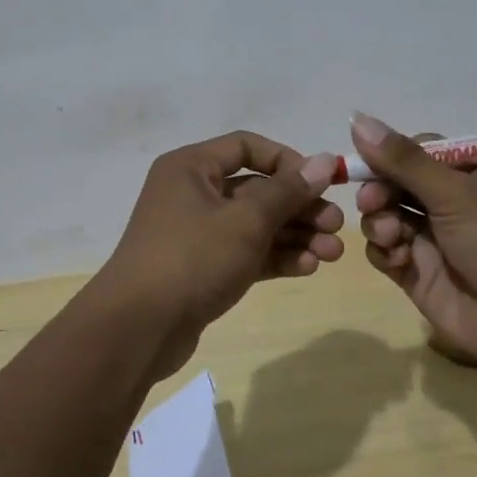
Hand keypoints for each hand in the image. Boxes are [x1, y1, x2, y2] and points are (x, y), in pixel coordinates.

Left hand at [94, 132, 342, 378]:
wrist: (138, 329)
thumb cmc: (193, 258)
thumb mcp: (247, 220)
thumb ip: (288, 190)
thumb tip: (325, 160)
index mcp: (192, 167)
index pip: (247, 147)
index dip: (288, 160)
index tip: (322, 182)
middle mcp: (192, 193)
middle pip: (256, 189)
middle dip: (300, 207)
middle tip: (337, 226)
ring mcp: (196, 233)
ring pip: (254, 225)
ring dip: (294, 235)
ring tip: (333, 253)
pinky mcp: (202, 268)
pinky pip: (245, 252)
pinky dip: (275, 257)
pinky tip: (308, 267)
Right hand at [351, 113, 476, 371]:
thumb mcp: (455, 193)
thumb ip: (403, 160)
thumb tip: (356, 117)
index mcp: (471, 174)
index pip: (418, 151)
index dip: (390, 155)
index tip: (367, 160)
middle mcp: (451, 202)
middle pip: (395, 183)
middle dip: (379, 190)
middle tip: (372, 202)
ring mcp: (432, 238)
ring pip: (385, 215)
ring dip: (380, 221)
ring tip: (393, 236)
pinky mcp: (417, 272)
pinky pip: (385, 250)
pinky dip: (385, 250)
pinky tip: (399, 258)